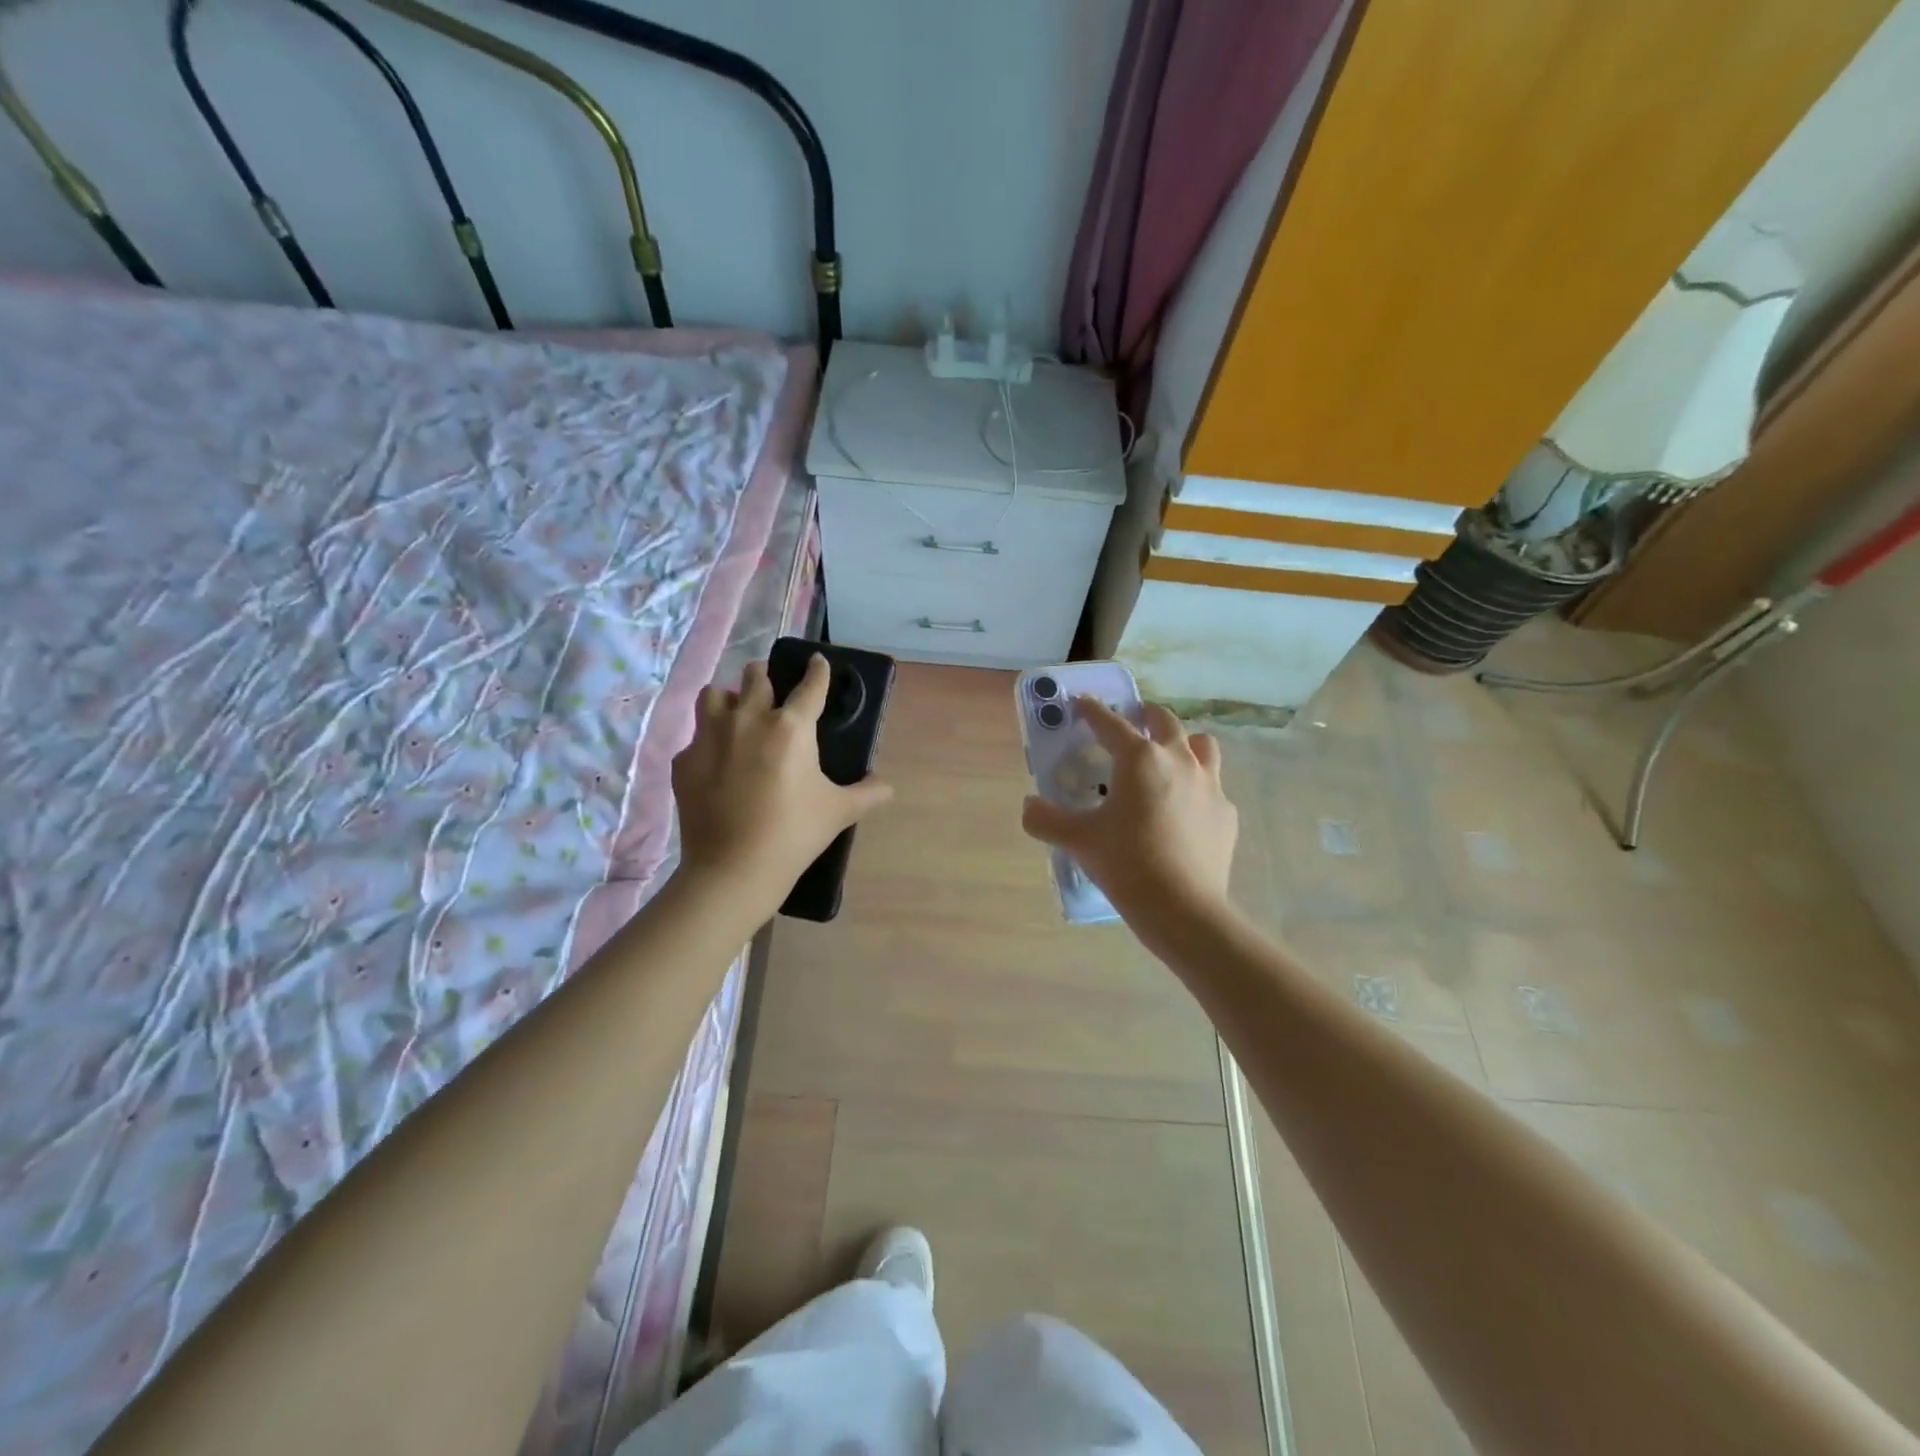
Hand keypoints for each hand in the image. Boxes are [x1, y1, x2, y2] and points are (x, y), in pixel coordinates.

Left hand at [672, 654, 892, 912]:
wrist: (733, 869)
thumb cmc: (794, 834)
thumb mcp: (839, 812)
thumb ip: (867, 793)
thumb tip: (887, 787)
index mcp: (791, 727)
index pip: (810, 685)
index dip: (817, 670)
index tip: (817, 661)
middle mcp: (748, 719)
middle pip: (756, 675)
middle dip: (767, 677)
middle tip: (774, 693)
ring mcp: (710, 737)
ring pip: (715, 695)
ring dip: (730, 699)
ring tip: (738, 716)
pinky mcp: (684, 760)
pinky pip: (696, 737)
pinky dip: (708, 743)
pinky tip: (717, 764)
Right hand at [1021, 697, 1237, 925]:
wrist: (1183, 907)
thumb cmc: (1126, 863)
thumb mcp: (1078, 841)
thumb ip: (1046, 819)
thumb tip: (1028, 806)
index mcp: (1139, 759)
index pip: (1111, 724)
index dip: (1093, 710)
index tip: (1083, 702)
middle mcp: (1178, 760)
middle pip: (1165, 721)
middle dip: (1146, 715)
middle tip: (1133, 720)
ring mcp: (1210, 785)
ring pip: (1202, 745)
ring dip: (1184, 742)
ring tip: (1169, 756)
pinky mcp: (1226, 813)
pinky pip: (1213, 787)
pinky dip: (1198, 788)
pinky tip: (1186, 810)